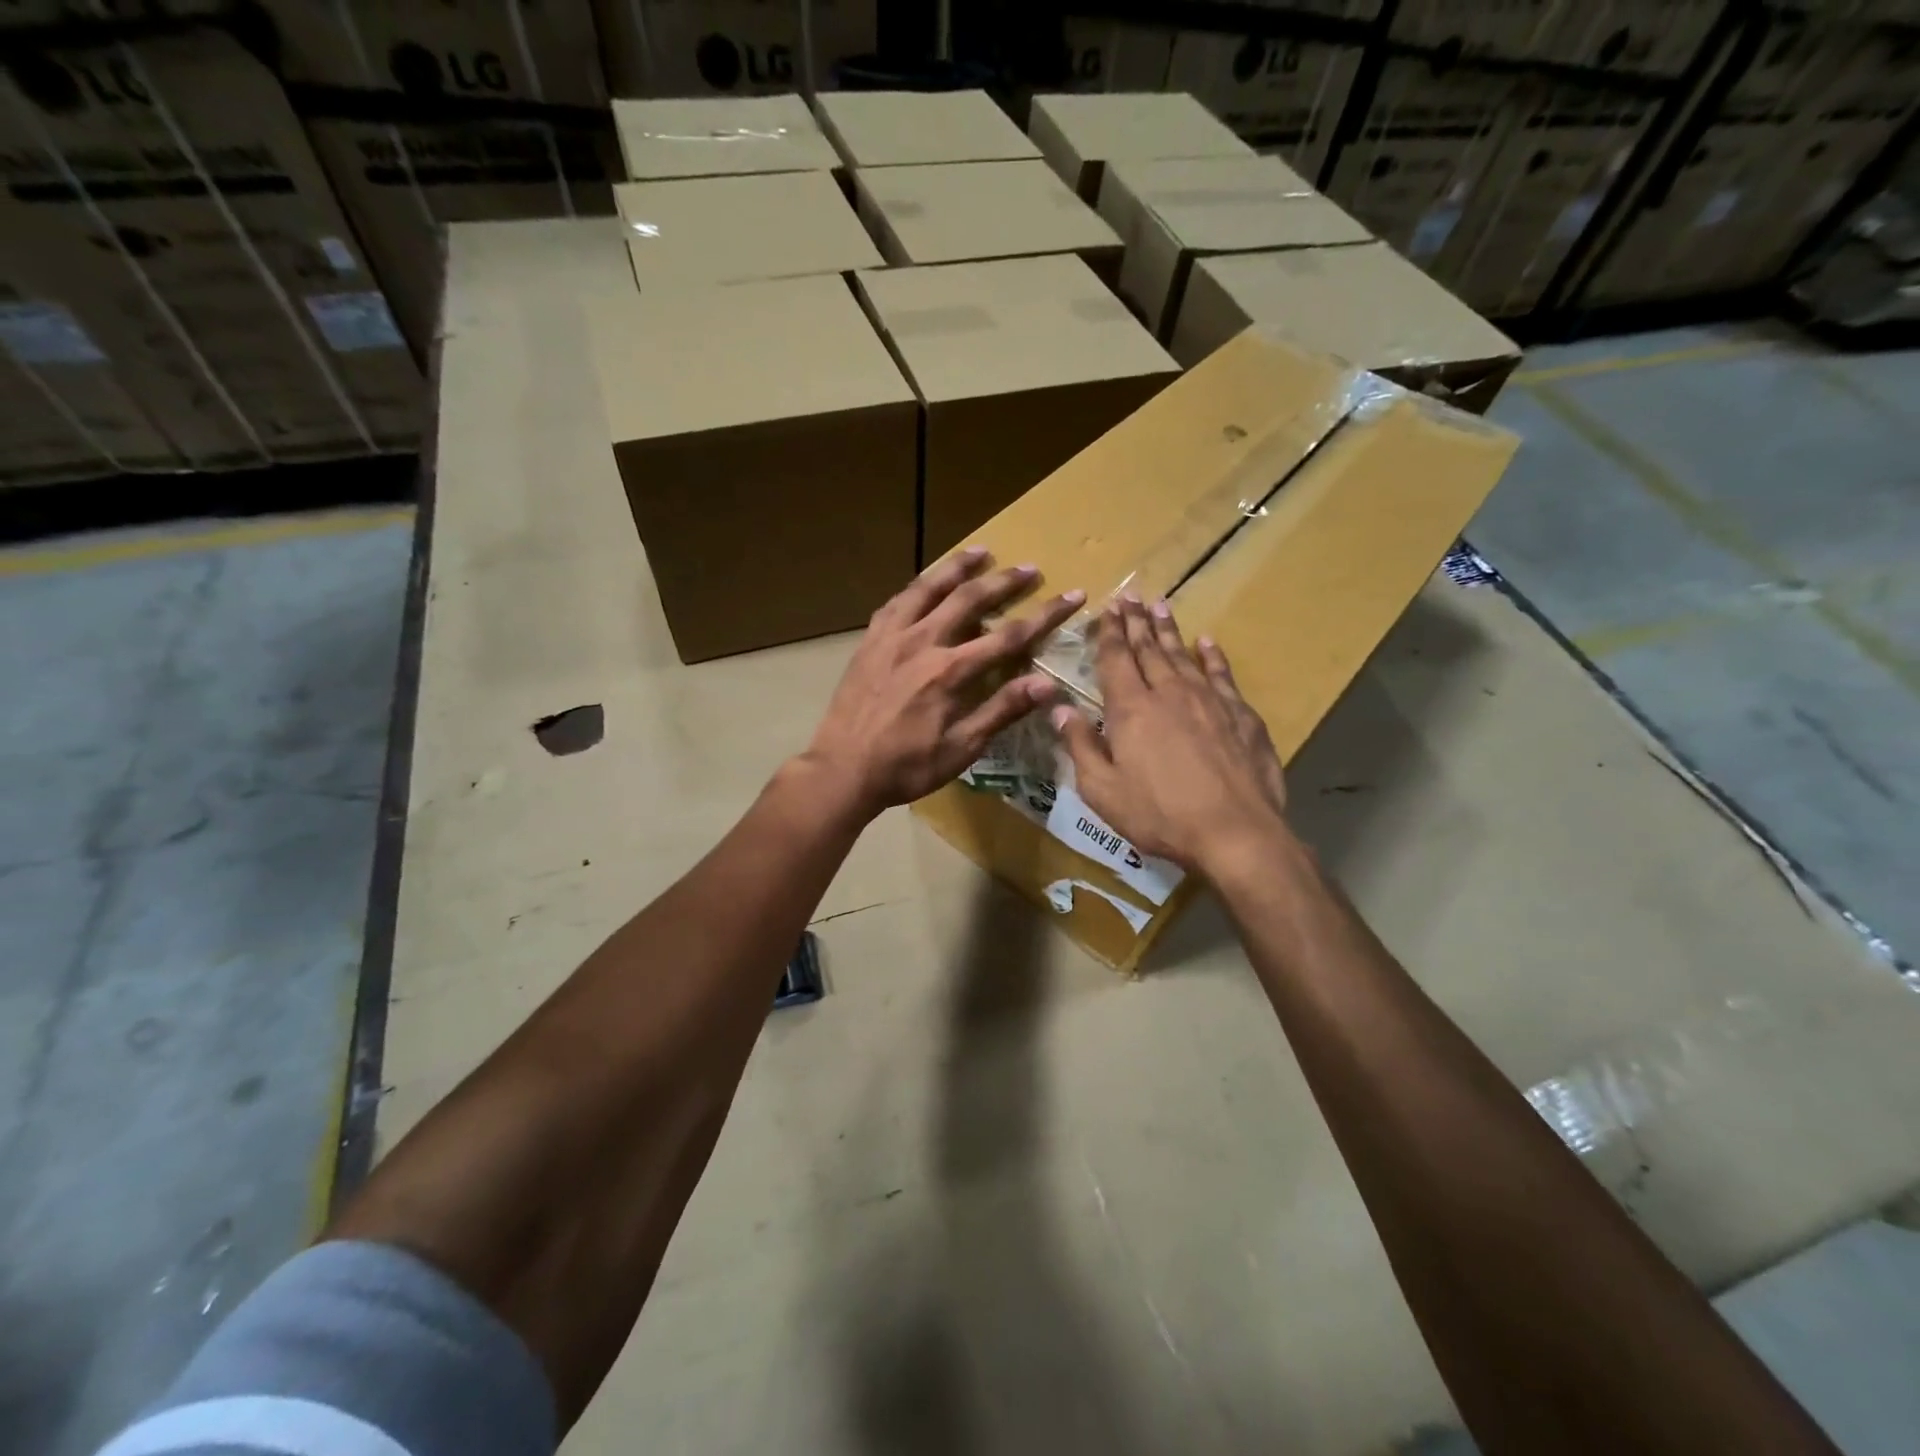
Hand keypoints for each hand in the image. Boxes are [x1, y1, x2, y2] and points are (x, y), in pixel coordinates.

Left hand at [802, 548, 1083, 819]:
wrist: (843, 769)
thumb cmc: (907, 766)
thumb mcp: (962, 748)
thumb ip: (1002, 710)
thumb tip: (1048, 684)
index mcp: (950, 671)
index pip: (1009, 635)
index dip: (1045, 615)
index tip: (1072, 596)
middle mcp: (922, 642)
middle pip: (970, 599)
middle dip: (1004, 582)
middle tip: (1029, 569)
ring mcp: (891, 637)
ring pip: (928, 588)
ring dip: (957, 567)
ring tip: (980, 551)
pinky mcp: (869, 641)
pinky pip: (896, 602)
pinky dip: (917, 587)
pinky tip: (925, 583)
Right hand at [1053, 595, 1289, 875]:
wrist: (1235, 832)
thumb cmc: (1158, 814)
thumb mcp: (1102, 789)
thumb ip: (1079, 745)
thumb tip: (1058, 708)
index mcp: (1131, 709)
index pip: (1116, 659)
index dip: (1110, 632)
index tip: (1108, 607)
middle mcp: (1169, 693)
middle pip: (1150, 649)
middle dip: (1137, 622)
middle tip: (1130, 596)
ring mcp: (1209, 701)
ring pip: (1184, 655)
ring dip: (1169, 630)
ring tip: (1161, 606)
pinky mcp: (1241, 715)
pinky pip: (1222, 675)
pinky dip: (1212, 656)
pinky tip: (1207, 643)